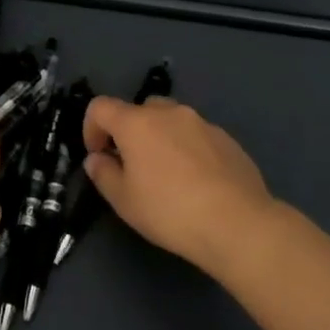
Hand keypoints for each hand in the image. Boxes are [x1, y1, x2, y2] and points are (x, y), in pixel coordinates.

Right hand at [81, 94, 275, 277]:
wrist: (237, 222)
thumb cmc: (170, 211)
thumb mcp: (125, 201)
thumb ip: (104, 174)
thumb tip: (97, 158)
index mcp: (137, 122)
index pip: (101, 107)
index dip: (91, 128)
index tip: (98, 156)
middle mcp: (168, 112)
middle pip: (139, 110)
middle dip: (130, 132)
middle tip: (133, 167)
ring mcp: (201, 122)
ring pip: (170, 120)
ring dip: (161, 139)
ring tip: (168, 177)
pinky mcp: (225, 138)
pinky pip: (196, 136)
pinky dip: (188, 150)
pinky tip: (197, 183)